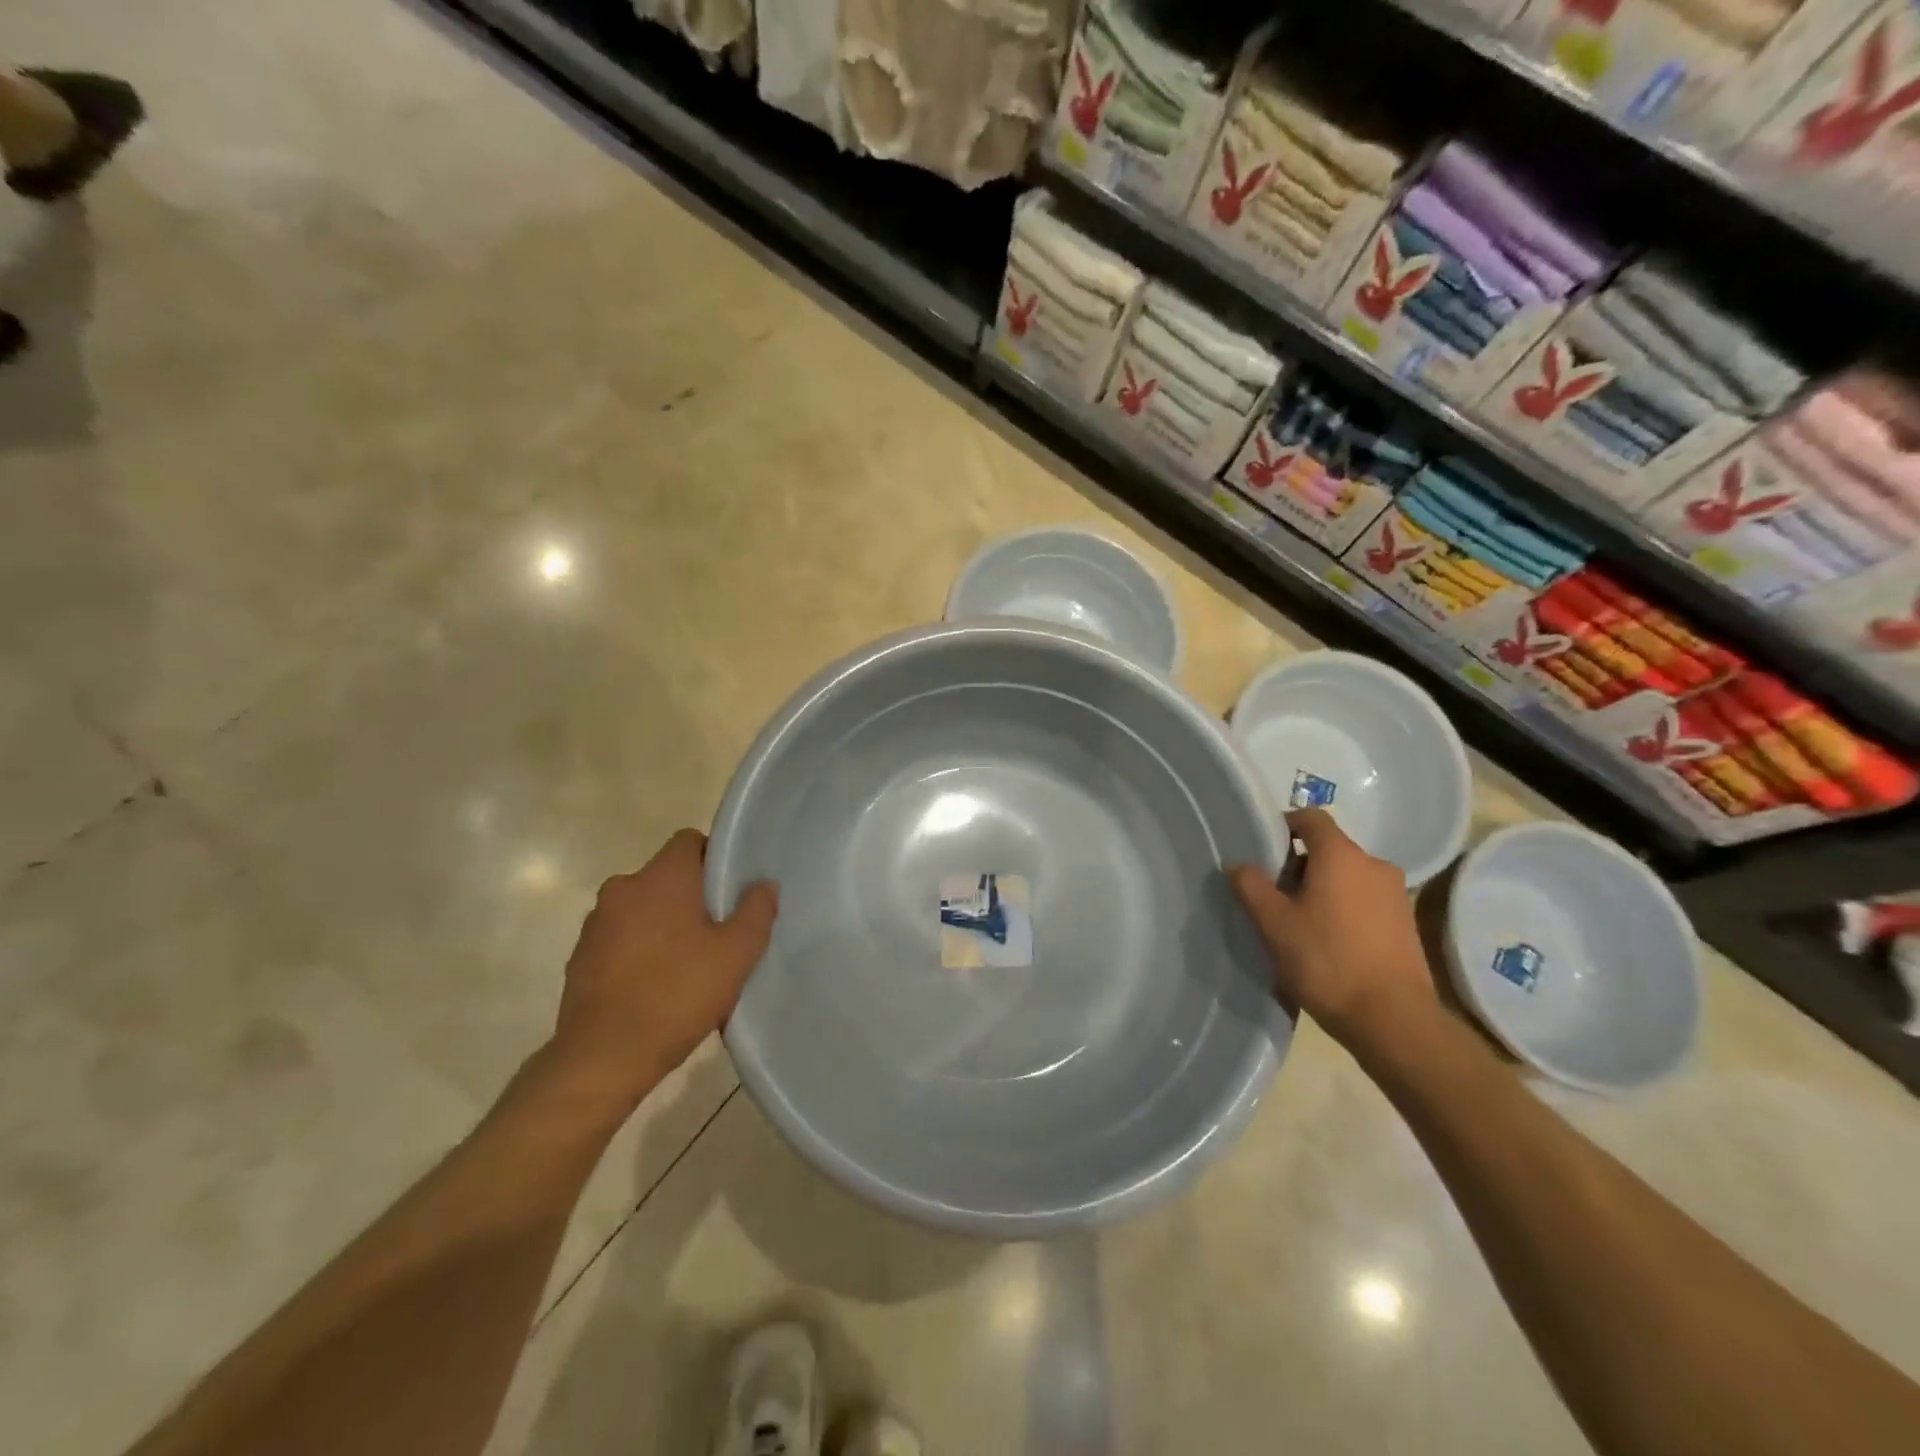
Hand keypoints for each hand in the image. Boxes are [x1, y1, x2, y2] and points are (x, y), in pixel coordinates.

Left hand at [547, 829, 777, 1115]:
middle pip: (666, 877)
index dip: (714, 859)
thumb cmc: (678, 994)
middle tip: (717, 932)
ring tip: (687, 965)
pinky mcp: (579, 959)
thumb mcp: (737, 954)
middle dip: (691, 897)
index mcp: (661, 878)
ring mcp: (595, 924)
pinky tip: (656, 987)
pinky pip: (620, 940)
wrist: (604, 1058)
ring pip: (642, 909)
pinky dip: (638, 952)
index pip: (689, 841)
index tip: (730, 891)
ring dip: (662, 925)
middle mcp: (622, 889)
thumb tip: (764, 885)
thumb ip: (756, 911)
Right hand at [1230, 809, 1434, 1052]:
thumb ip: (1251, 885)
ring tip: (1299, 921)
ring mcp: (1396, 894)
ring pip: (1348, 876)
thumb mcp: (1273, 923)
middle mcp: (1374, 864)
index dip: (1284, 825)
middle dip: (1299, 864)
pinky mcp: (1406, 923)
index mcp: (1341, 855)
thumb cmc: (1326, 961)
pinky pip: (1365, 900)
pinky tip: (1328, 941)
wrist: (1393, 1019)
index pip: (1311, 818)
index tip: (1262, 848)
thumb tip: (1239, 864)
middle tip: (1273, 893)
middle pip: (1329, 848)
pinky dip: (1344, 908)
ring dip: (1323, 888)